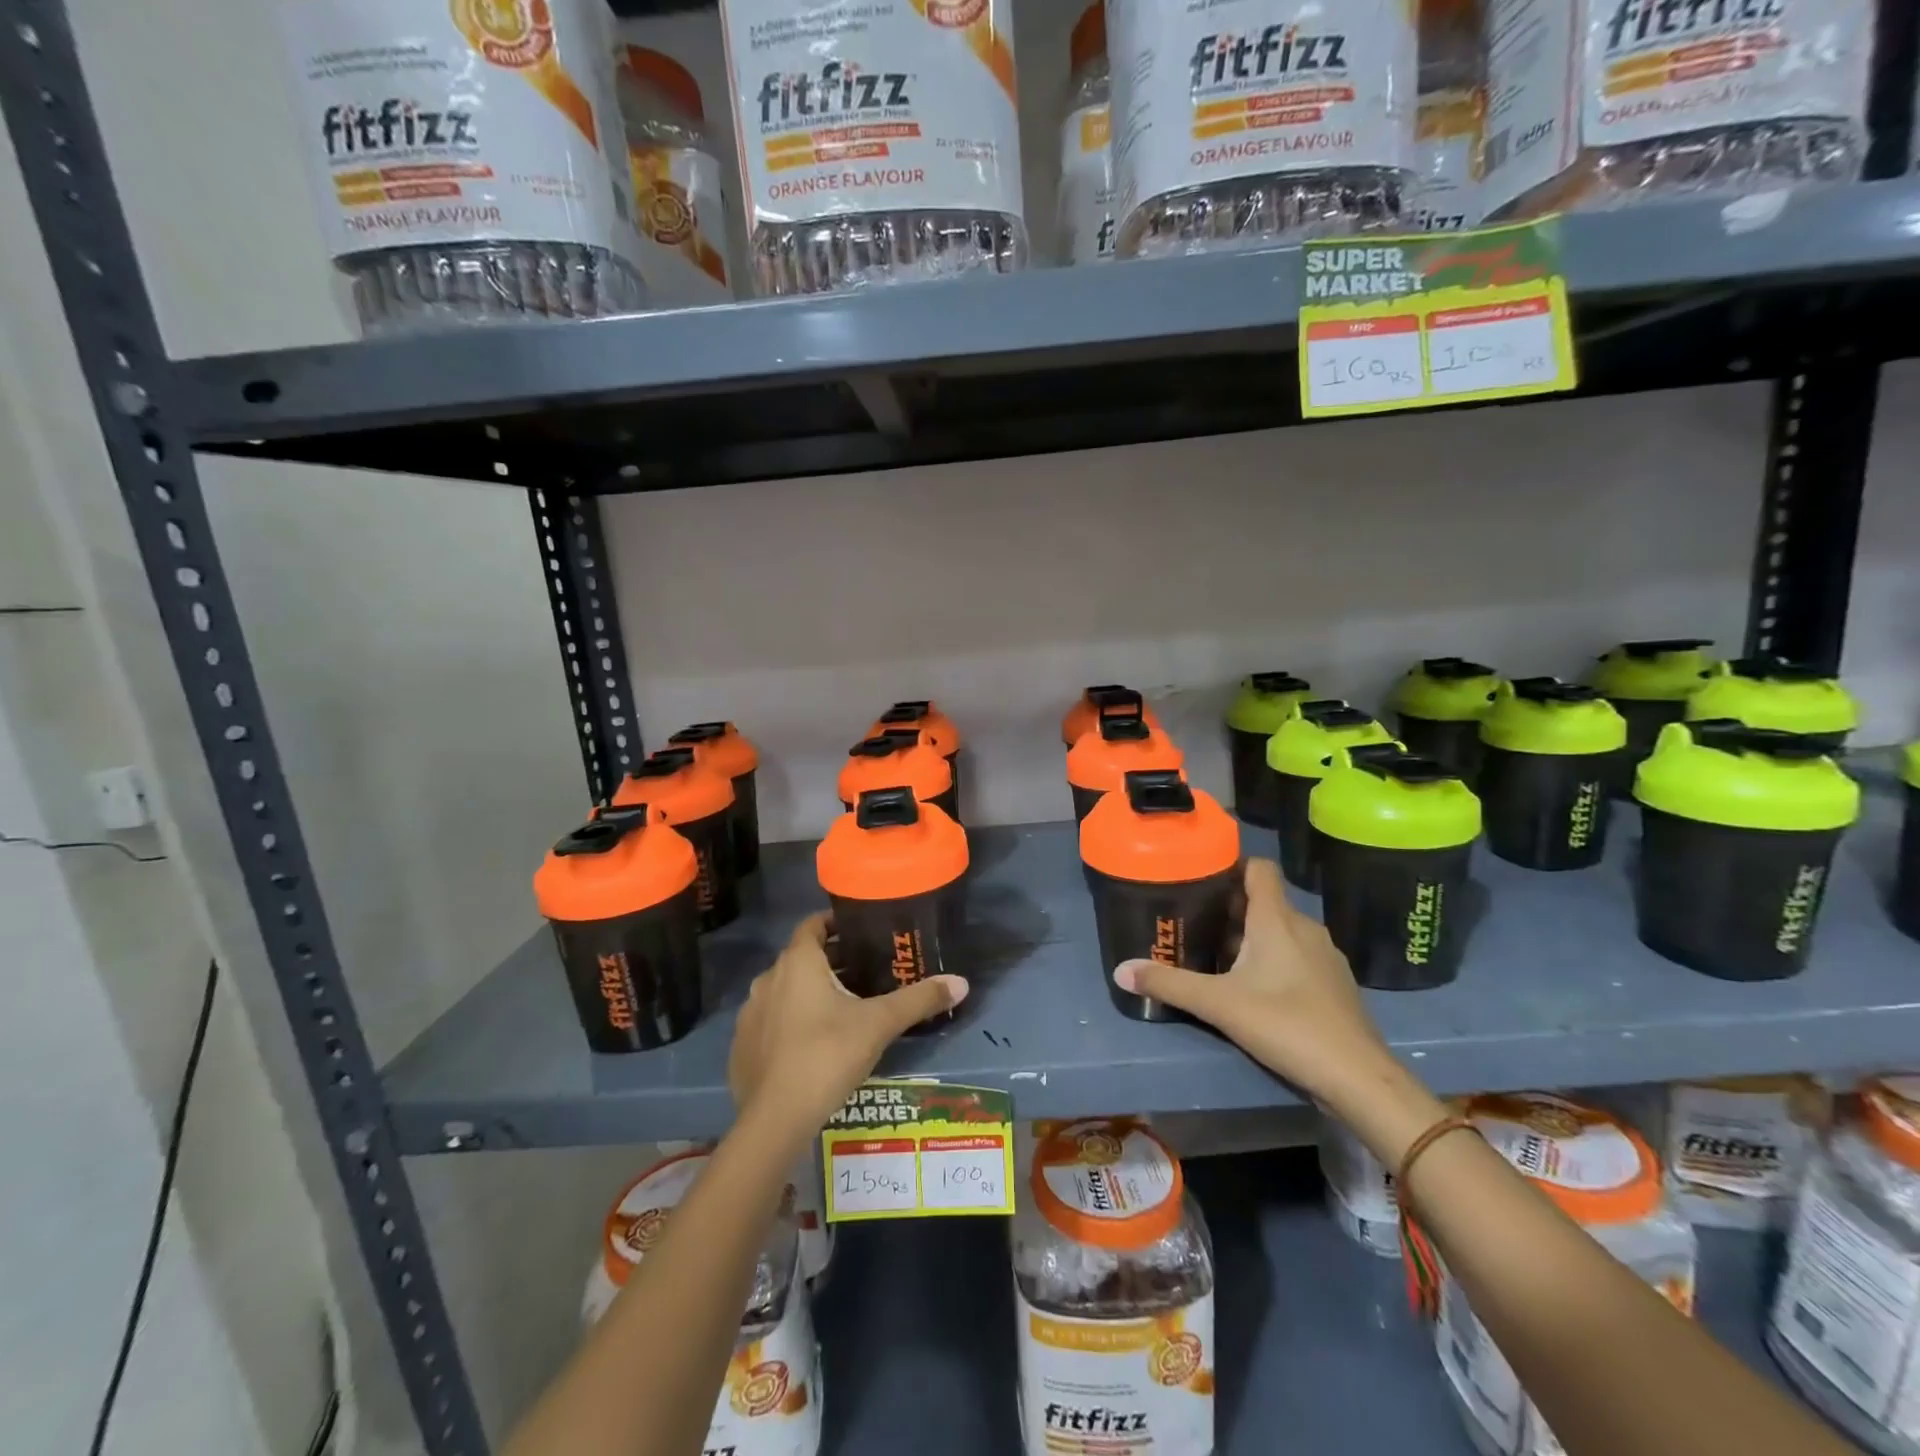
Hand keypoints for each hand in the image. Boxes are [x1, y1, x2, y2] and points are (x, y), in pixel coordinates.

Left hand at [729, 913, 967, 1139]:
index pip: (812, 925)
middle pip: (801, 958)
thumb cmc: (828, 1054)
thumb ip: (919, 999)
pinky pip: (769, 1022)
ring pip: (784, 991)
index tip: (860, 932)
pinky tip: (812, 1045)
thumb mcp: (880, 1024)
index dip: (835, 924)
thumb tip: (962, 982)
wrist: (776, 1119)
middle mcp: (768, 979)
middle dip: (830, 962)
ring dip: (808, 993)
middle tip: (864, 973)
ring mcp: (750, 1014)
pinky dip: (789, 1023)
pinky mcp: (741, 1047)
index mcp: (798, 963)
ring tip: (842, 1009)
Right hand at [1113, 858, 1390, 1105]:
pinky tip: (1254, 989)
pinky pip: (1296, 955)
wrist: (1357, 1077)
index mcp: (1277, 919)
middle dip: (1229, 909)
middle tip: (1194, 922)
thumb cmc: (1286, 1024)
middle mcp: (1304, 928)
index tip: (1201, 878)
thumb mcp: (1218, 1004)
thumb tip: (1120, 970)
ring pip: (1280, 931)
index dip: (1231, 866)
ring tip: (1216, 955)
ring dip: (1250, 937)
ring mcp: (1324, 956)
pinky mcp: (1334, 983)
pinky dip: (1273, 960)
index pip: (1259, 868)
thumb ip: (1169, 984)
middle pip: (1264, 901)